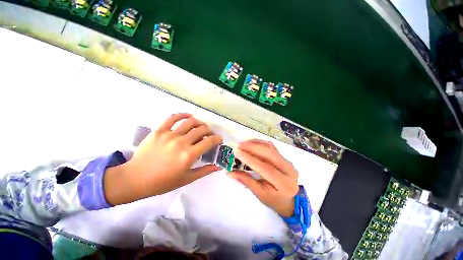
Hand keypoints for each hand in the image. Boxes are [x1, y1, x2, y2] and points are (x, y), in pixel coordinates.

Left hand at [104, 113, 222, 204]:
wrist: (135, 178)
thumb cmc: (163, 182)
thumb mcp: (187, 179)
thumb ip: (205, 171)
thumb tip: (219, 166)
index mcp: (189, 155)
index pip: (209, 141)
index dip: (217, 139)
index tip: (219, 140)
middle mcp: (181, 142)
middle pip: (202, 130)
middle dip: (210, 131)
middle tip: (209, 135)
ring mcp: (170, 135)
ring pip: (190, 122)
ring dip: (199, 123)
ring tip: (201, 127)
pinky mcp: (159, 130)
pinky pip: (173, 118)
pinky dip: (183, 115)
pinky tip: (189, 116)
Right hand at [228, 139, 298, 216]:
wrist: (292, 199)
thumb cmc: (275, 200)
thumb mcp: (260, 194)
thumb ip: (246, 181)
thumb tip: (230, 172)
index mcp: (284, 183)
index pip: (265, 168)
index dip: (249, 159)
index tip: (237, 152)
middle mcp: (288, 169)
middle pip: (269, 153)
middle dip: (251, 147)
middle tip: (238, 146)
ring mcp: (287, 161)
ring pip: (269, 147)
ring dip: (254, 144)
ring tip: (242, 144)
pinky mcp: (283, 156)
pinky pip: (270, 146)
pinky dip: (259, 143)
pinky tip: (250, 144)